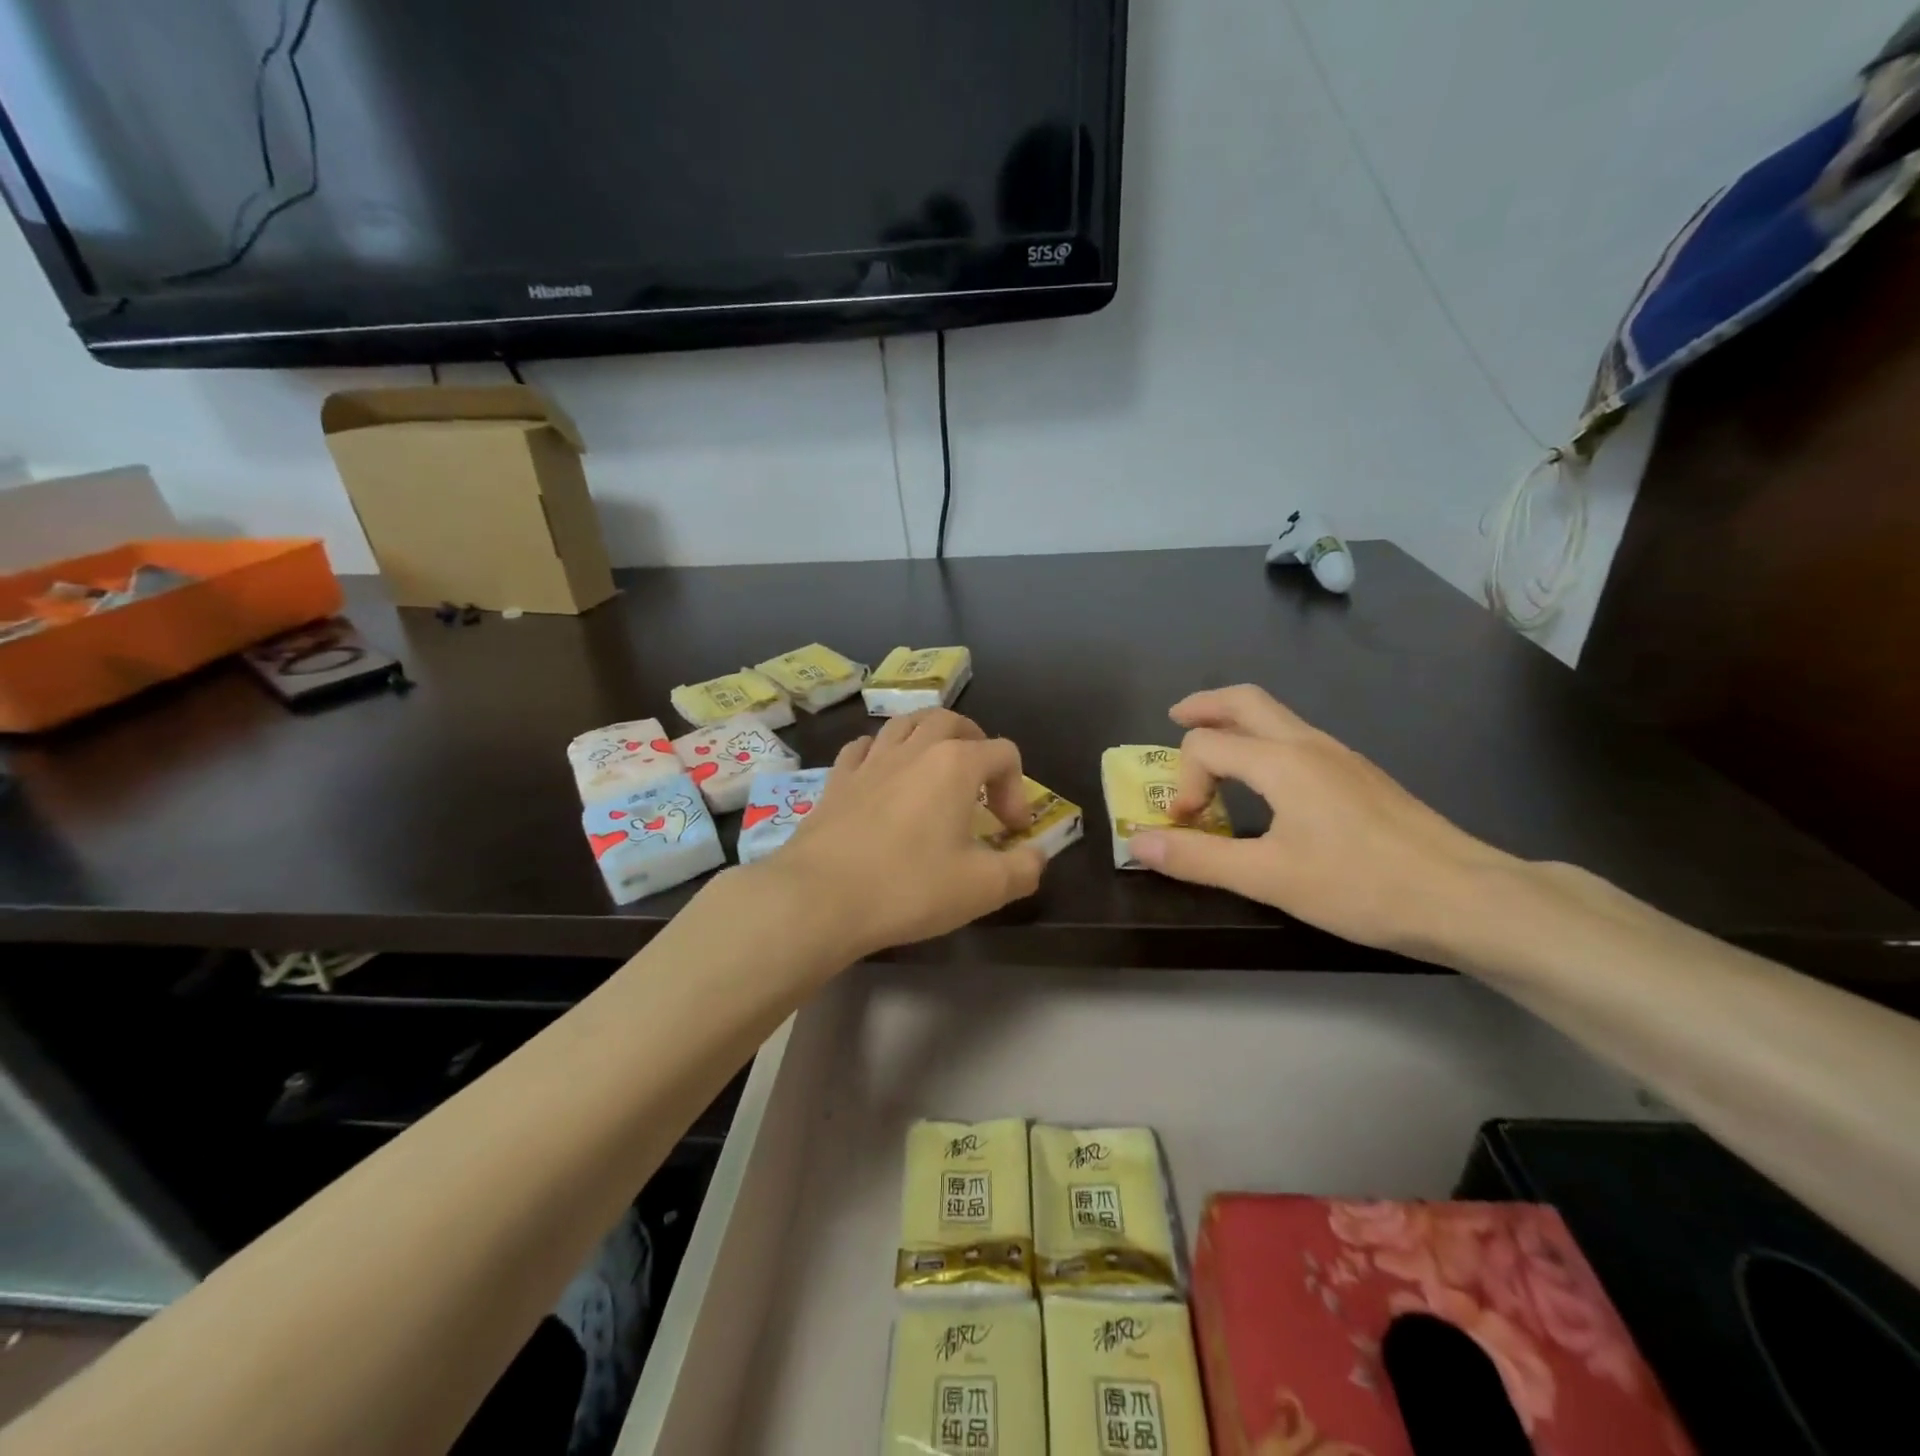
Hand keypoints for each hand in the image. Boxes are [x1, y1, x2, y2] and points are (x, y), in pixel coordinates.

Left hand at [773, 709, 1047, 958]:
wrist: (819, 898)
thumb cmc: (909, 887)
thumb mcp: (983, 888)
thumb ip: (1023, 868)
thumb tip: (1036, 856)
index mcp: (955, 764)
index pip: (1003, 753)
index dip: (1017, 790)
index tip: (1010, 831)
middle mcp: (913, 749)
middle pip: (952, 721)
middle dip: (976, 745)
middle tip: (980, 783)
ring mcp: (870, 761)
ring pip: (905, 724)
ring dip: (928, 739)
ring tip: (935, 770)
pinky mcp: (836, 780)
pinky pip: (864, 748)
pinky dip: (882, 753)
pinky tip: (883, 778)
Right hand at [1126, 685, 1512, 954]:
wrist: (1467, 897)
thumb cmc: (1362, 885)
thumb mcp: (1269, 878)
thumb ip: (1199, 858)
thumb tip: (1138, 843)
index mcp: (1281, 761)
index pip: (1206, 745)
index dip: (1183, 780)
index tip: (1187, 825)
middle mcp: (1309, 745)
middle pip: (1246, 700)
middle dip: (1204, 705)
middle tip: (1175, 718)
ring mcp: (1341, 758)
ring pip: (1276, 718)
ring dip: (1235, 724)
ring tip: (1214, 753)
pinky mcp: (1361, 777)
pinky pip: (1297, 741)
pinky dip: (1264, 745)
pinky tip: (1268, 786)